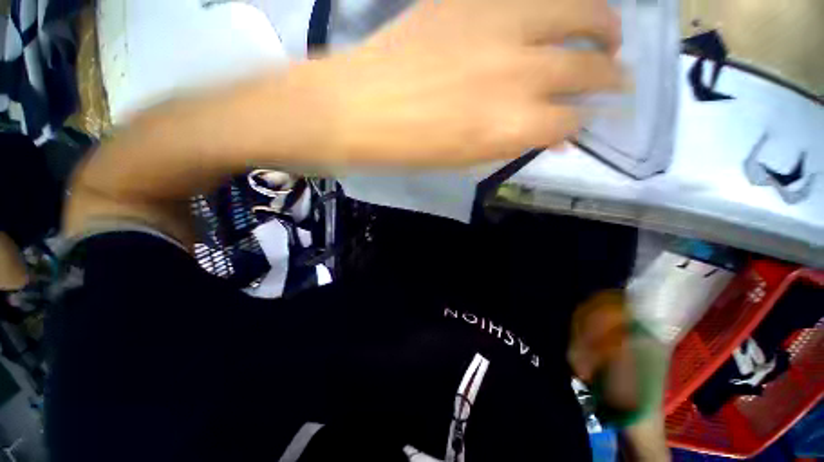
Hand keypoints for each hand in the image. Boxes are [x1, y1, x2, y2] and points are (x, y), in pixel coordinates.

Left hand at [313, 0, 622, 166]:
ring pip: (580, 10)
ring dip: (603, 23)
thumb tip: (548, 133)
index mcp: (511, 127)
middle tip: (617, 74)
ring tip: (608, 32)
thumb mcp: (466, 159)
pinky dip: (553, 4)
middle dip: (612, 74)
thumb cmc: (411, 147)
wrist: (360, 108)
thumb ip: (511, 142)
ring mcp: (500, 26)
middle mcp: (519, 75)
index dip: (578, 124)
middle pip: (590, 67)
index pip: (570, 122)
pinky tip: (552, 13)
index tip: (580, 121)